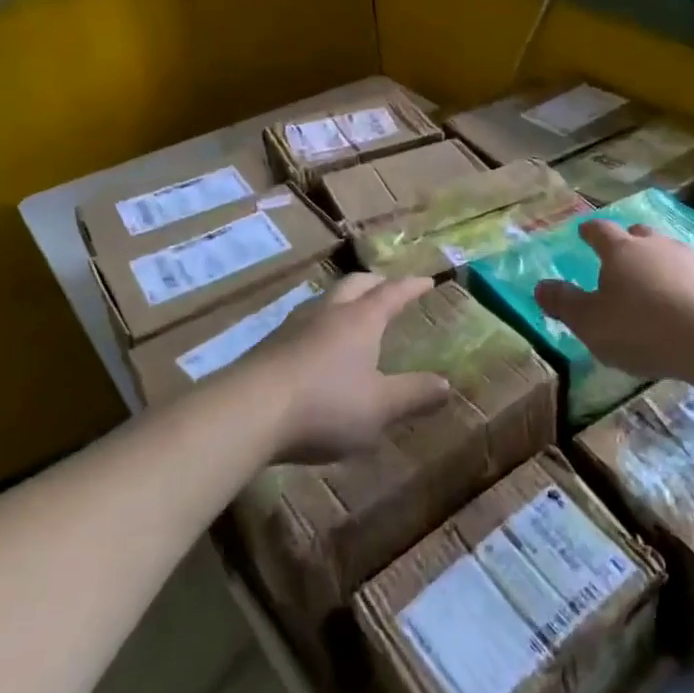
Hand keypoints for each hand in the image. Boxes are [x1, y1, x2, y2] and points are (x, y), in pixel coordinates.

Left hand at [236, 273, 450, 463]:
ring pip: (324, 300)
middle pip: (355, 285)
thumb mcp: (380, 407)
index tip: (426, 280)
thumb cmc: (325, 405)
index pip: (392, 294)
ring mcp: (294, 327)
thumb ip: (413, 395)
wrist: (247, 412)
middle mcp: (328, 313)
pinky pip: (303, 324)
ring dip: (343, 300)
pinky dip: (320, 325)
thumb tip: (446, 386)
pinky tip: (315, 346)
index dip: (411, 286)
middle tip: (388, 287)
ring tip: (351, 312)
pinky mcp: (268, 346)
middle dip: (375, 283)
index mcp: (361, 320)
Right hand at [533, 220, 693, 381]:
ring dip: (657, 263)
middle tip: (619, 257)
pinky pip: (692, 275)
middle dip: (627, 242)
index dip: (589, 231)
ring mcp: (691, 260)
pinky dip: (682, 284)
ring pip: (667, 252)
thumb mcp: (591, 323)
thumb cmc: (642, 329)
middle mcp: (655, 246)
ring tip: (652, 284)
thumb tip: (539, 286)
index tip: (583, 232)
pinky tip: (682, 305)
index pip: (600, 231)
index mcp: (621, 251)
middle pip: (638, 234)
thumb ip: (564, 304)